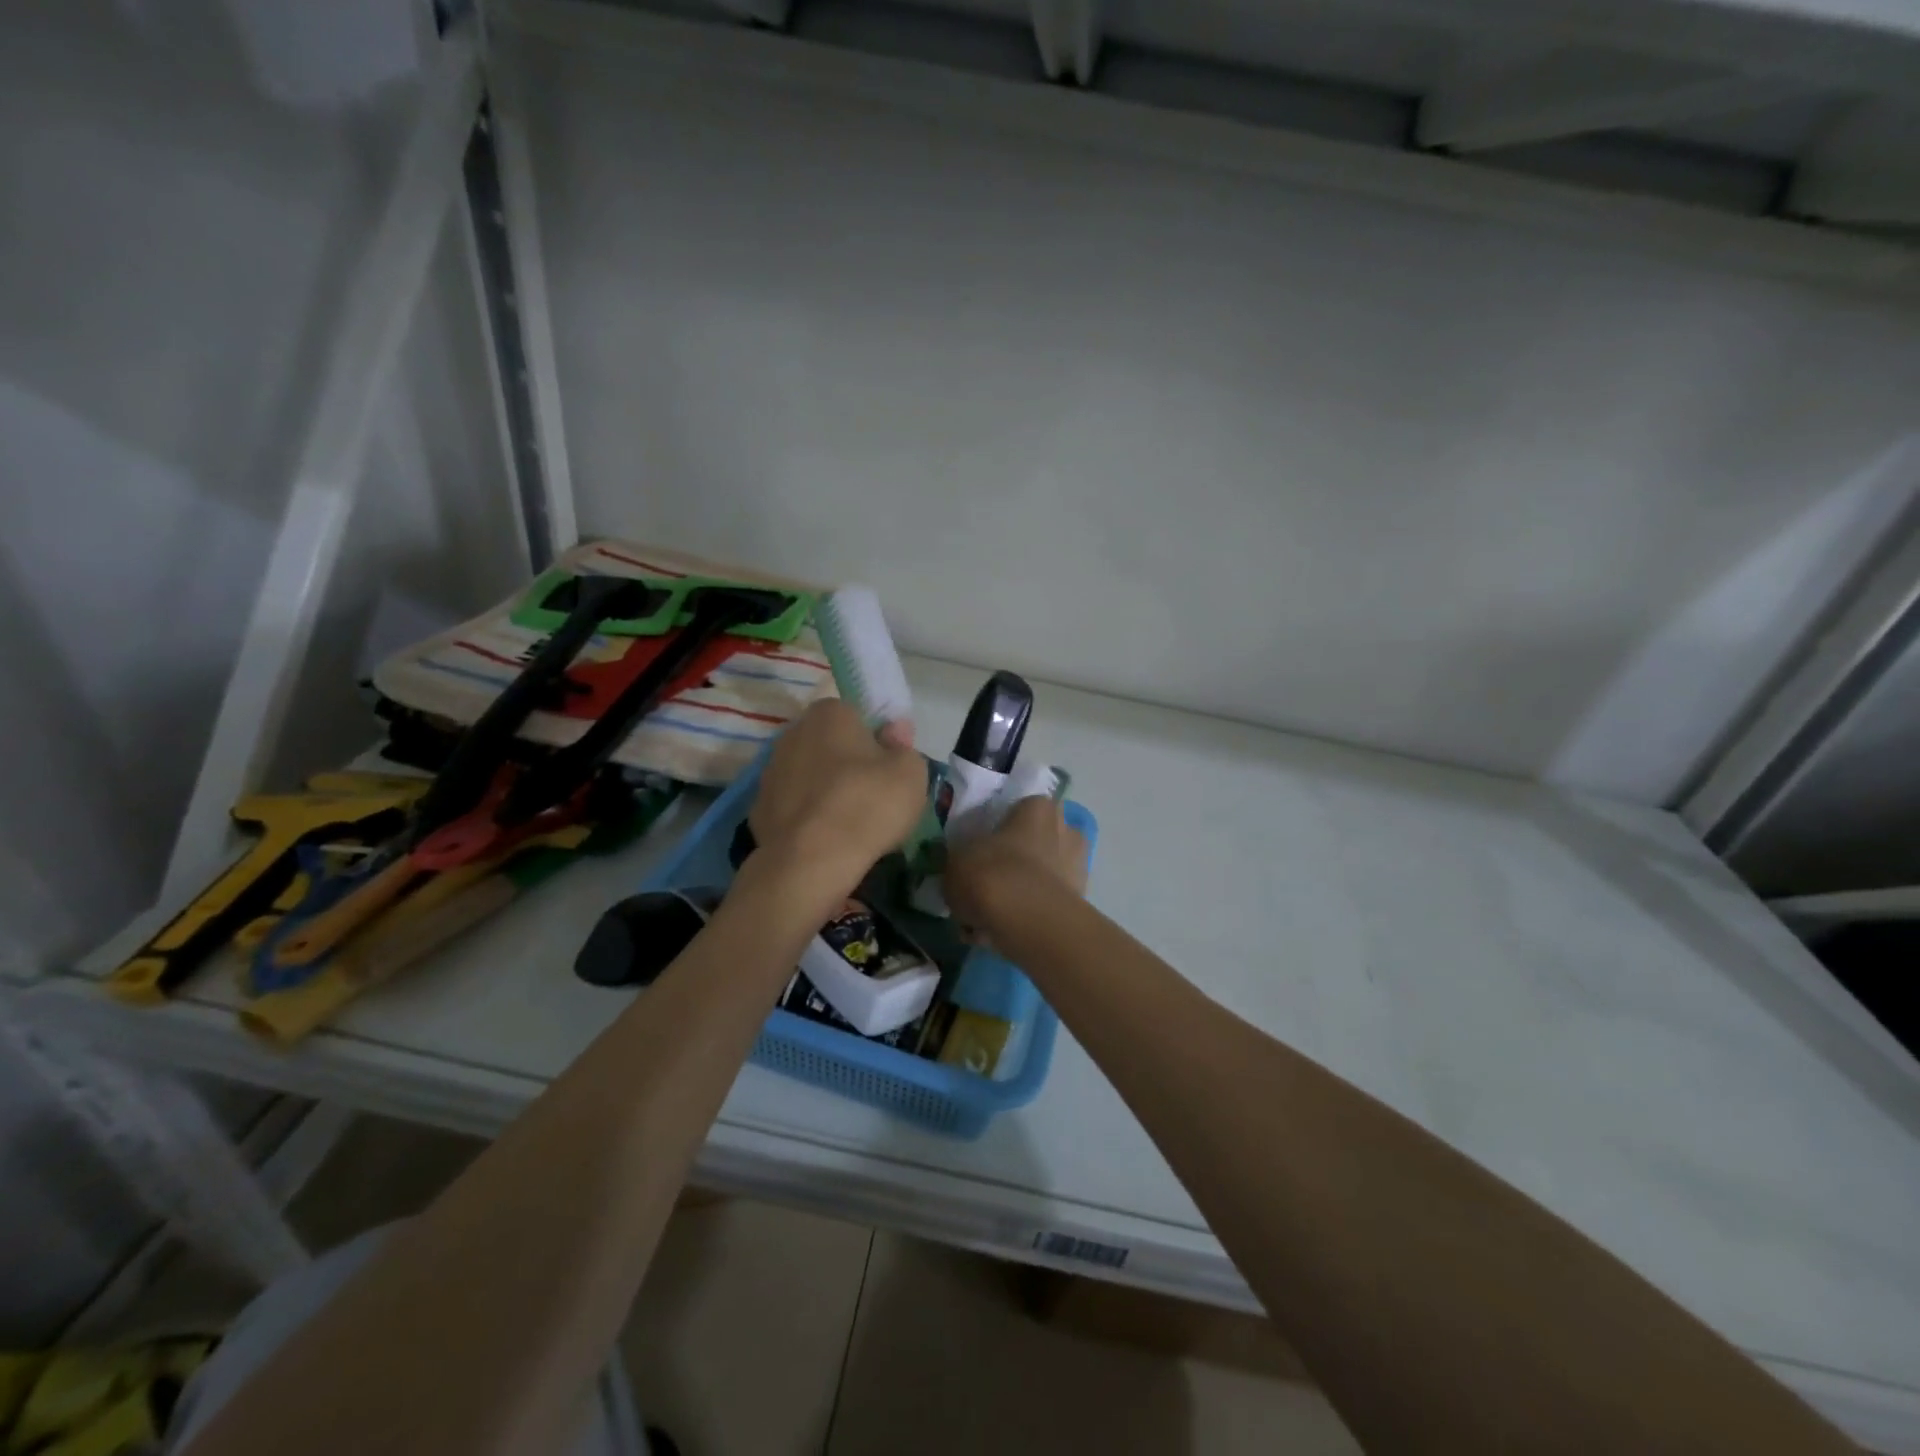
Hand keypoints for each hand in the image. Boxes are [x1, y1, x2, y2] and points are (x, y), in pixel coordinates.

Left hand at [749, 700, 926, 895]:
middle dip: (846, 763)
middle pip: (828, 744)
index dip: (874, 740)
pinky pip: (792, 806)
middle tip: (871, 795)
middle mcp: (793, 733)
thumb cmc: (867, 804)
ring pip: (807, 775)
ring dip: (824, 790)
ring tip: (848, 823)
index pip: (855, 715)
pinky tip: (823, 840)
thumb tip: (894, 732)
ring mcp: (770, 771)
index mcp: (830, 713)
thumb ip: (904, 746)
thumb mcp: (910, 773)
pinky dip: (806, 818)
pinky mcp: (758, 809)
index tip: (887, 768)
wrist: (811, 861)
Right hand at [944, 796, 1087, 935]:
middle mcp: (1066, 829)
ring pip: (1038, 879)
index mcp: (1038, 807)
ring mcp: (1077, 867)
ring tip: (984, 920)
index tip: (978, 854)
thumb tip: (961, 867)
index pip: (1017, 811)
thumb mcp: (956, 859)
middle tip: (982, 888)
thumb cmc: (991, 873)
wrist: (1028, 920)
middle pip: (1031, 846)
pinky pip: (1043, 907)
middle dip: (1011, 866)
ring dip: (1016, 895)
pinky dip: (1024, 918)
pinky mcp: (1080, 903)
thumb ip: (959, 859)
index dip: (995, 833)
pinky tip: (996, 936)